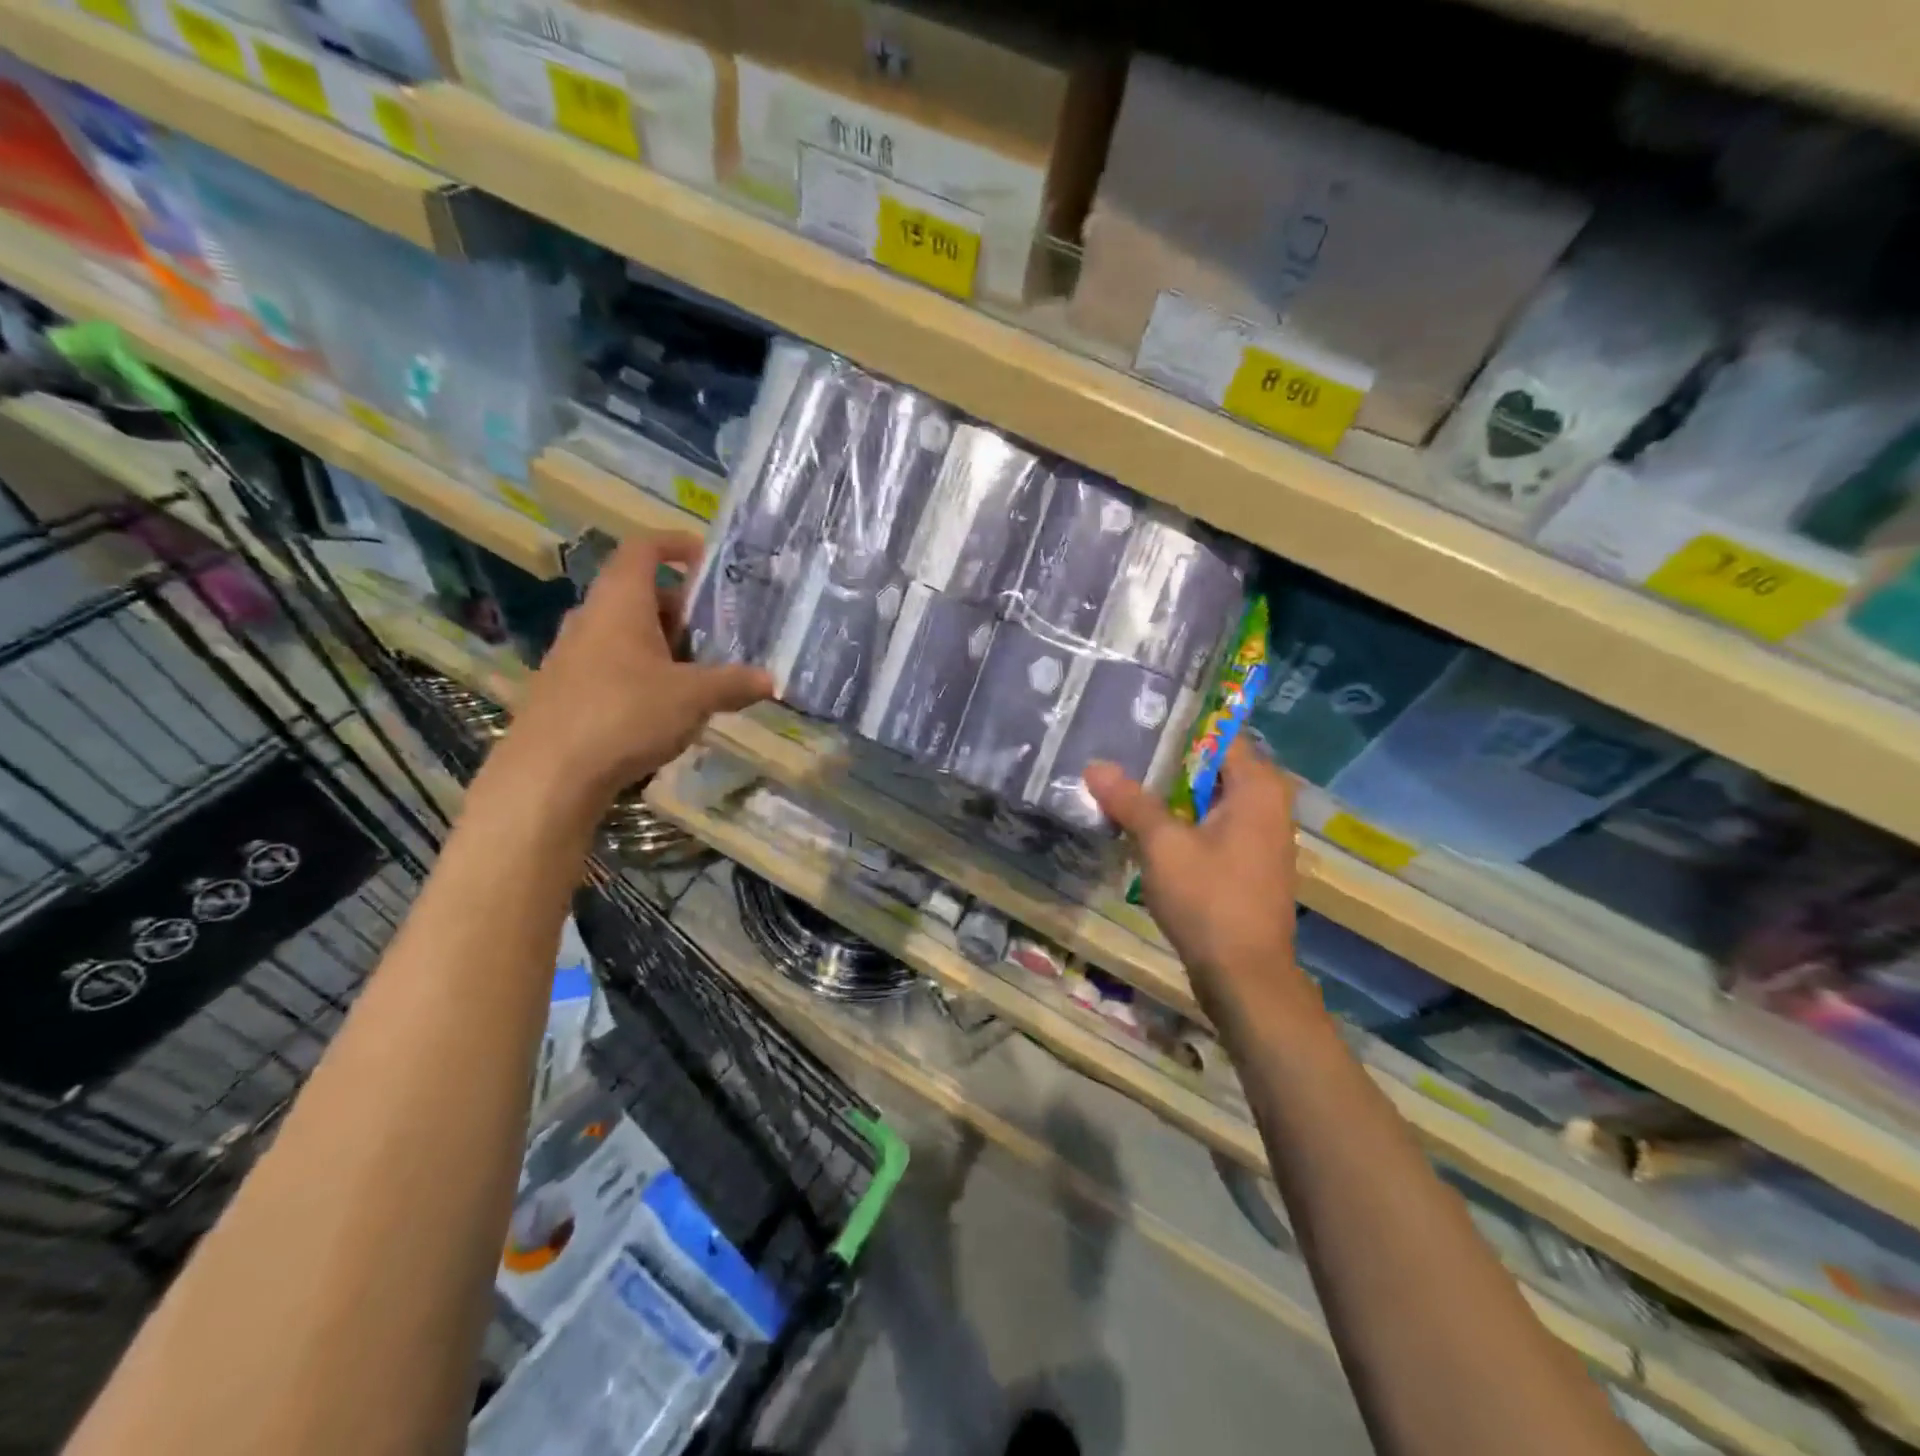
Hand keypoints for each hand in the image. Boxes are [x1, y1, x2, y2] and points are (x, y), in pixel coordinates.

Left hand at [491, 532, 770, 809]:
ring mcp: (572, 655)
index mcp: (620, 602)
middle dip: (681, 608)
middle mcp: (591, 618)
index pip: (644, 549)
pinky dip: (641, 672)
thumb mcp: (693, 698)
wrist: (547, 775)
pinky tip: (663, 708)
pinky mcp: (565, 690)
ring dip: (662, 644)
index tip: (707, 559)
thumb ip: (734, 684)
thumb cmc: (625, 715)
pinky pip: (611, 665)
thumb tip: (770, 680)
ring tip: (698, 673)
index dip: (676, 545)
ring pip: (625, 633)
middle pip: (638, 594)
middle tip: (717, 631)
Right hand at [1086, 738, 1304, 1005]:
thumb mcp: (1162, 844)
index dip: (1179, 727)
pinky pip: (1213, 827)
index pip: (1219, 734)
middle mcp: (1268, 804)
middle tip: (1120, 752)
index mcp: (1258, 788)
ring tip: (1123, 784)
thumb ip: (1130, 801)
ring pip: (1209, 800)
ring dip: (1170, 795)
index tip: (1139, 721)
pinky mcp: (1248, 865)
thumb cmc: (1209, 899)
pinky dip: (1183, 822)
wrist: (1245, 977)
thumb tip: (1095, 765)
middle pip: (1212, 767)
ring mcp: (1261, 837)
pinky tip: (1145, 827)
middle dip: (1167, 762)